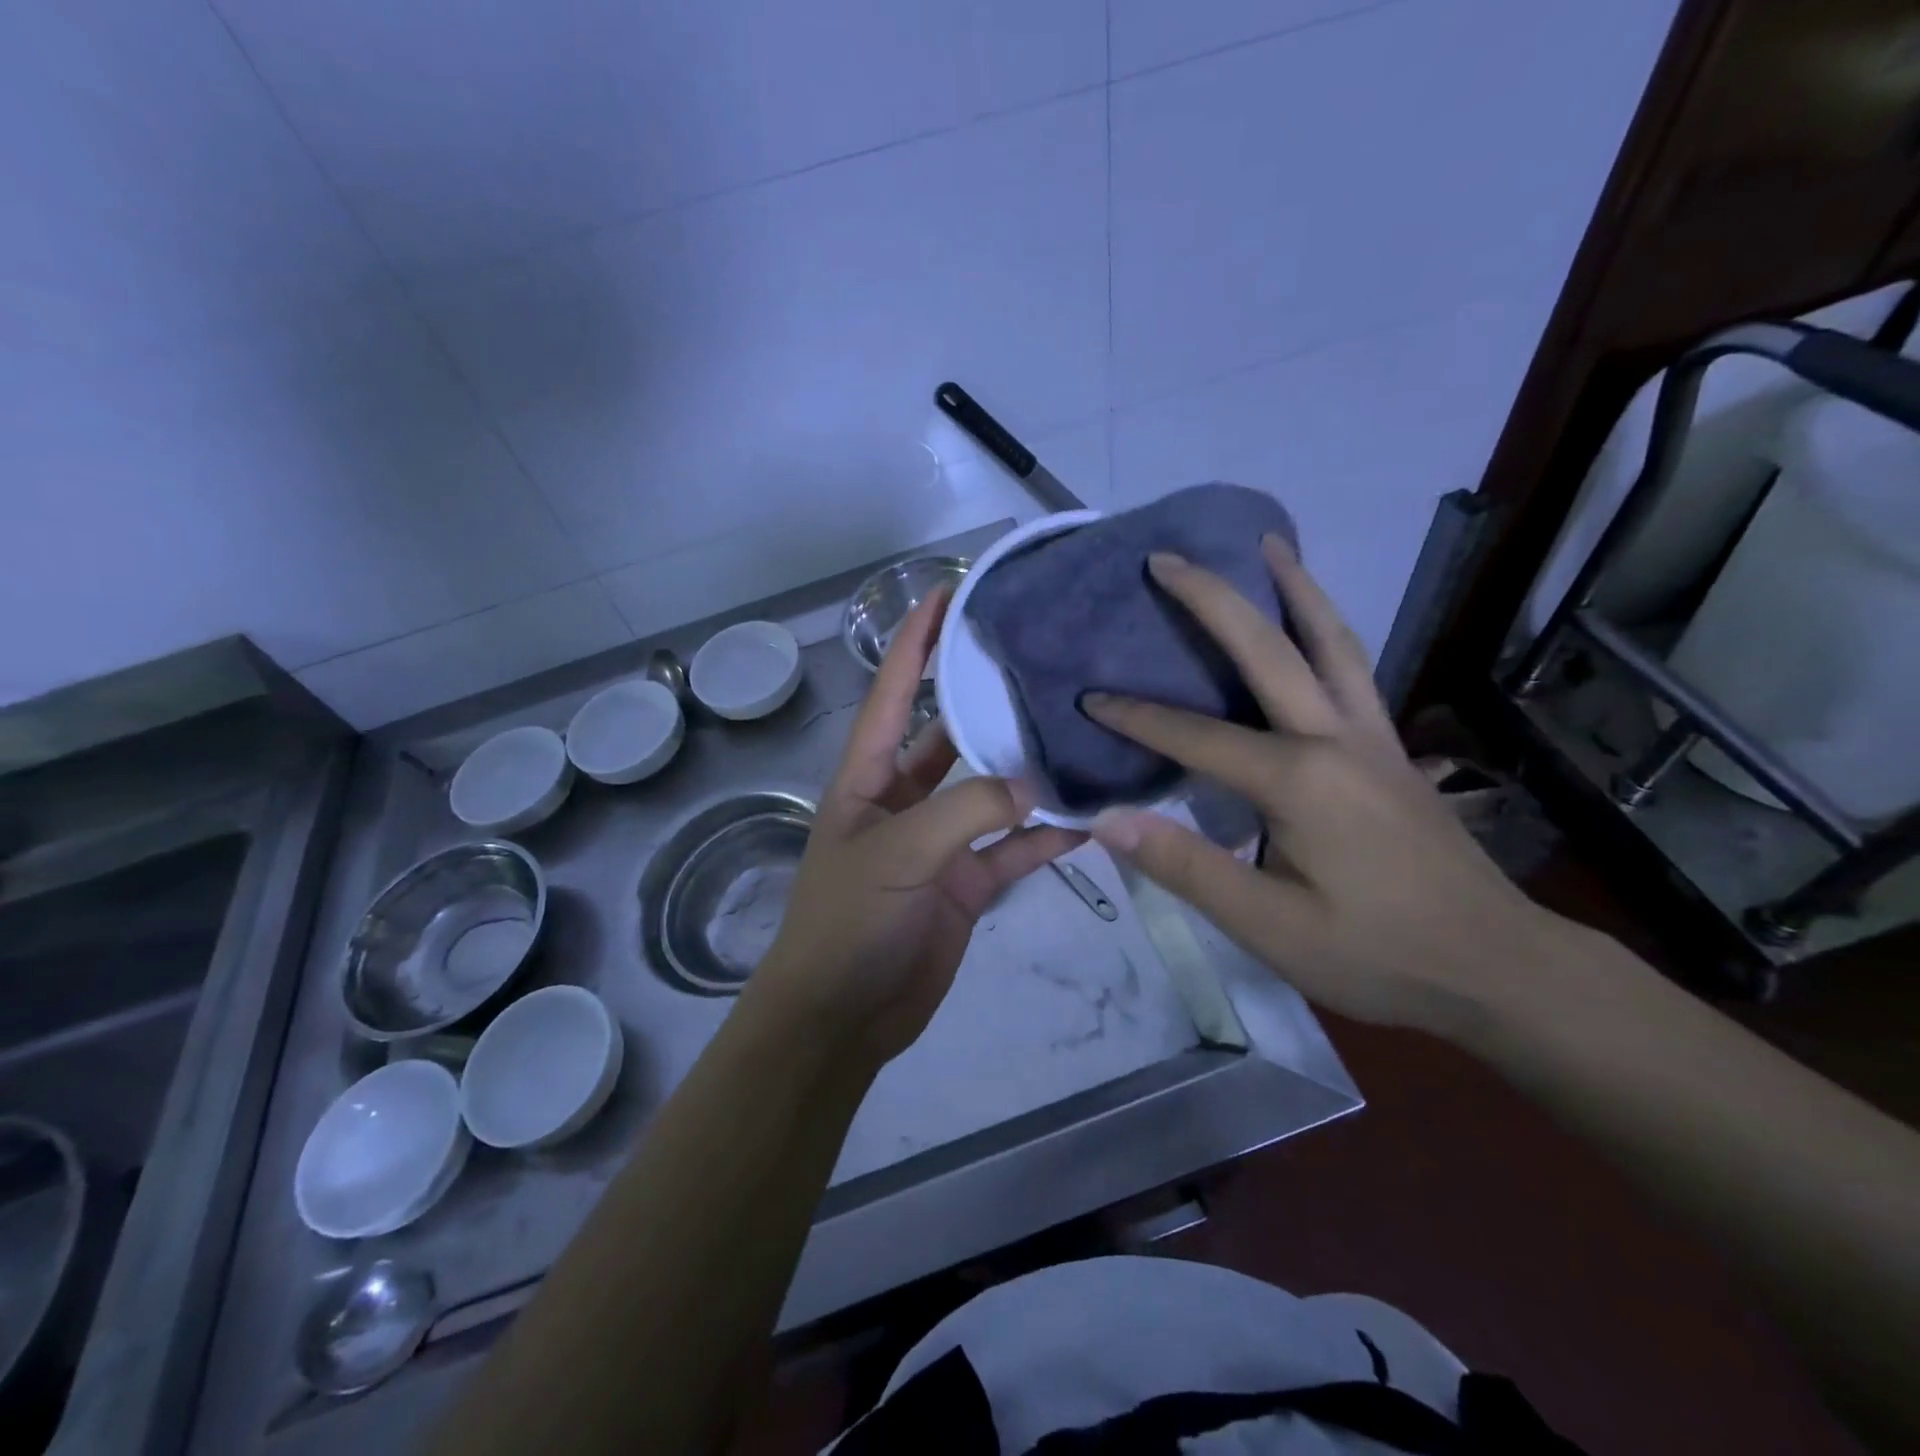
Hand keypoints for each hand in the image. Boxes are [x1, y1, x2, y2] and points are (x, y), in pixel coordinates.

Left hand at [752, 591, 1083, 1065]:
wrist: (843, 1016)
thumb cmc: (849, 921)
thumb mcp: (898, 854)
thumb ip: (966, 811)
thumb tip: (1033, 784)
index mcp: (867, 777)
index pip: (892, 692)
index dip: (915, 642)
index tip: (948, 592)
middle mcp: (903, 799)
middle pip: (949, 736)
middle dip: (986, 702)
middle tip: (1040, 661)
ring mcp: (938, 843)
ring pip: (990, 793)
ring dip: (1027, 773)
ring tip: (1079, 734)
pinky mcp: (965, 884)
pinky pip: (1012, 849)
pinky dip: (1044, 837)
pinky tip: (1088, 819)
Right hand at [1084, 537, 1571, 1040]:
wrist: (1497, 966)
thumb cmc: (1376, 953)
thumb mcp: (1269, 927)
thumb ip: (1187, 868)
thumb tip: (1109, 821)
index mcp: (1299, 780)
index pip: (1196, 736)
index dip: (1136, 718)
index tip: (1088, 698)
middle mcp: (1336, 737)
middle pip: (1268, 648)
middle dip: (1211, 598)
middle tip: (1167, 558)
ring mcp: (1373, 736)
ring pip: (1331, 640)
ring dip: (1294, 586)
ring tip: (1264, 545)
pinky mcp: (1392, 748)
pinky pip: (1354, 667)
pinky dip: (1327, 627)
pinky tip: (1312, 621)